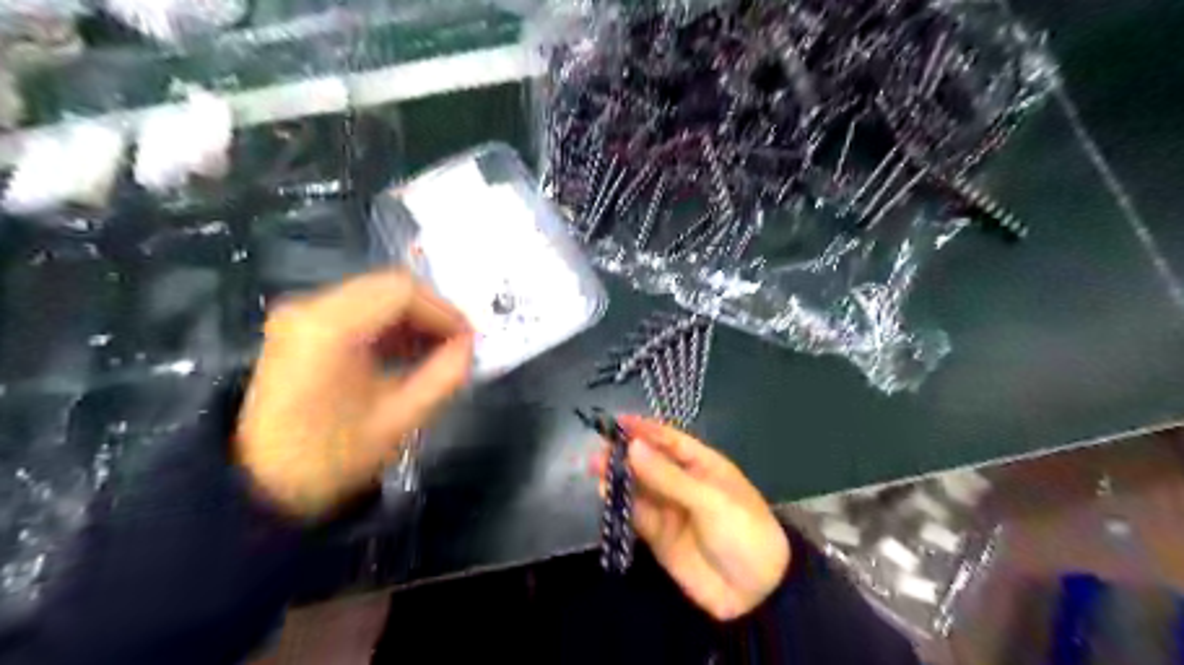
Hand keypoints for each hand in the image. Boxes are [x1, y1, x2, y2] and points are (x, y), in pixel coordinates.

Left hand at [238, 267, 473, 518]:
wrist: (263, 486)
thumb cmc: (332, 458)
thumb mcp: (400, 420)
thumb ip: (444, 376)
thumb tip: (470, 347)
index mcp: (330, 328)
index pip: (402, 291)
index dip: (444, 311)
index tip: (469, 340)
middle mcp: (310, 307)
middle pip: (388, 287)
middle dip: (431, 313)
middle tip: (458, 345)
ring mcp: (301, 315)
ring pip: (376, 295)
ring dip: (413, 319)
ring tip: (439, 352)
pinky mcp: (301, 327)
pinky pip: (358, 310)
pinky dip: (390, 325)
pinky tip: (409, 352)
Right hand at [590, 419, 789, 620]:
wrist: (757, 592)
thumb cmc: (742, 531)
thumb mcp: (709, 500)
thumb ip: (667, 476)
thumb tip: (632, 446)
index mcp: (702, 465)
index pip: (669, 440)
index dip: (645, 429)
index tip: (617, 421)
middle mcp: (682, 482)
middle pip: (649, 462)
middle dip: (625, 453)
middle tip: (599, 448)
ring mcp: (669, 508)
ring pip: (638, 486)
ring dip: (618, 476)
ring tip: (595, 467)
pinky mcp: (658, 535)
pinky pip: (635, 514)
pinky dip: (620, 503)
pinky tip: (604, 493)